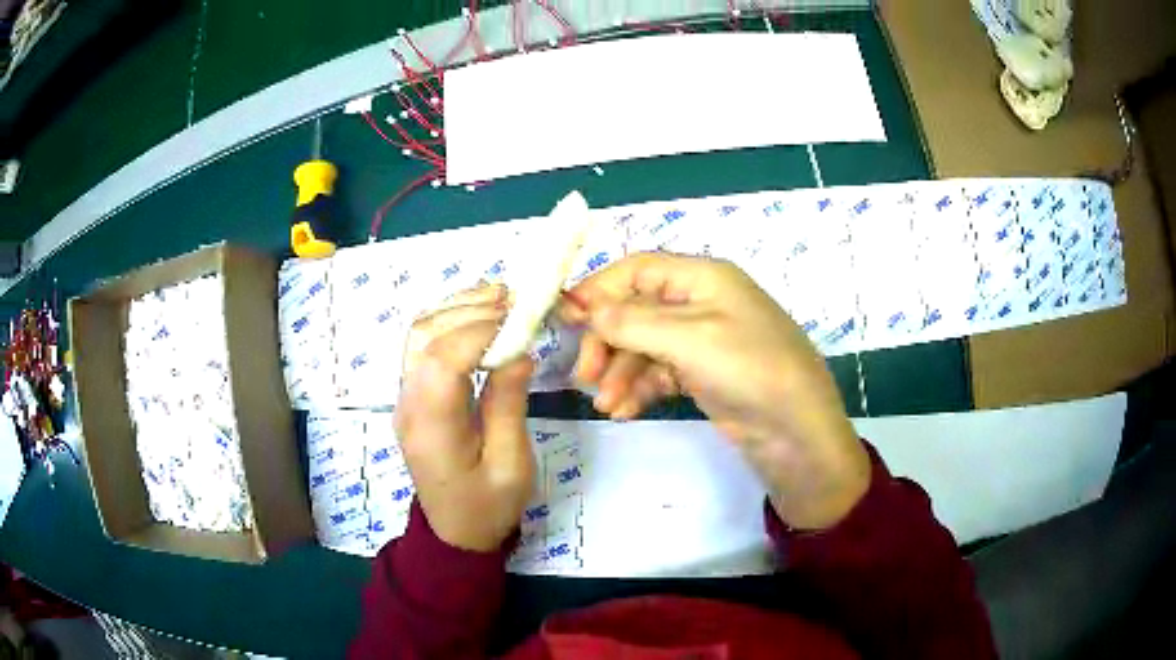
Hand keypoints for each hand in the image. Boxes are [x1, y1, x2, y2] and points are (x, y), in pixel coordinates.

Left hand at [396, 284, 535, 551]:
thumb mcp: (512, 465)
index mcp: (432, 428)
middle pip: (423, 337)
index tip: (518, 319)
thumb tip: (518, 351)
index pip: (441, 360)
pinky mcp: (412, 395)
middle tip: (514, 299)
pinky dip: (448, 321)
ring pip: (418, 333)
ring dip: (456, 308)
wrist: (456, 532)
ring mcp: (405, 397)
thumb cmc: (489, 506)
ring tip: (499, 297)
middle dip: (469, 309)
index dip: (478, 330)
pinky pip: (422, 346)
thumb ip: (509, 405)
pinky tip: (478, 314)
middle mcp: (408, 404)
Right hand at [561, 253, 870, 529]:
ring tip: (606, 405)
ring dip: (620, 373)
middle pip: (636, 311)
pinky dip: (640, 389)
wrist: (797, 432)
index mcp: (703, 277)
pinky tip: (625, 411)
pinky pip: (659, 373)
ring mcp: (703, 340)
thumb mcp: (690, 339)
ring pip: (645, 346)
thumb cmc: (750, 369)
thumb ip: (633, 322)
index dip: (600, 289)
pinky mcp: (704, 374)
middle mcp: (701, 302)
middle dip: (607, 341)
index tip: (565, 320)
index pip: (638, 270)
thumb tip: (587, 308)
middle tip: (584, 377)